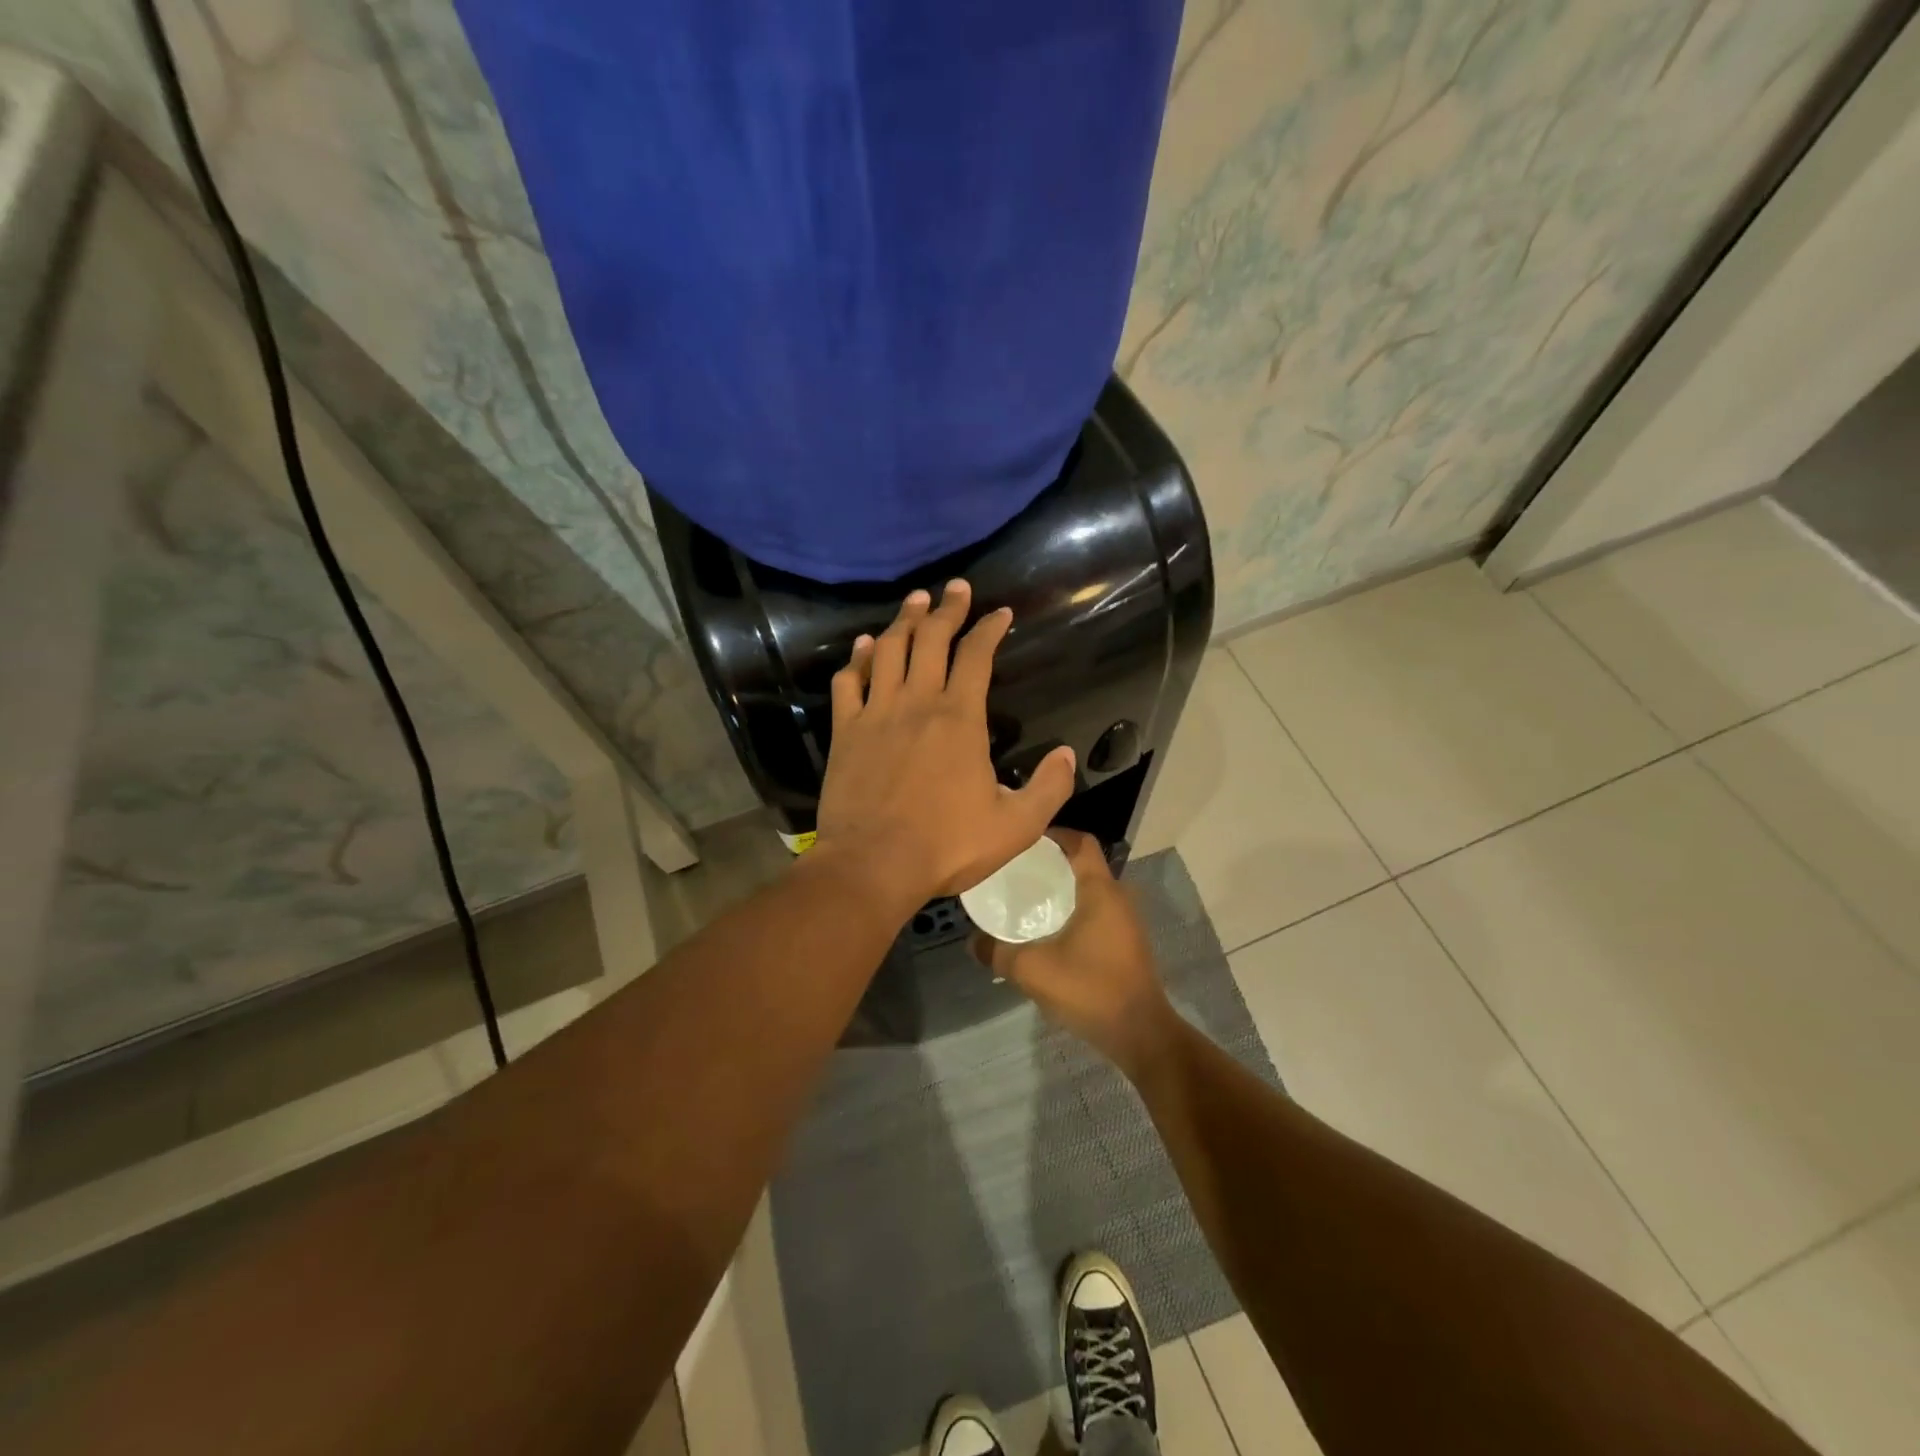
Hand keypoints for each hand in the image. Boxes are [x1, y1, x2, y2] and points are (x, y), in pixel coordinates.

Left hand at [814, 580, 1076, 910]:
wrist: (873, 865)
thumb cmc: (947, 846)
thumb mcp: (1017, 826)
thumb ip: (1049, 788)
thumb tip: (1068, 755)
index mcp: (960, 718)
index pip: (977, 656)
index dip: (989, 628)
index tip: (1000, 613)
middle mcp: (917, 702)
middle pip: (931, 639)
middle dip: (947, 608)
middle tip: (955, 587)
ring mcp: (876, 713)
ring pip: (889, 650)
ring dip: (904, 620)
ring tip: (915, 600)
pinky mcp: (846, 731)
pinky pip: (849, 682)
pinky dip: (858, 658)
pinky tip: (865, 646)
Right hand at [970, 829, 1176, 1077]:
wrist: (1141, 1034)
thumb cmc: (1089, 989)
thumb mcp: (1033, 970)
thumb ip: (998, 952)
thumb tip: (972, 942)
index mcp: (1100, 890)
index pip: (1080, 842)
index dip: (1054, 834)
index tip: (1025, 841)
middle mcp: (1118, 897)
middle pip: (1084, 864)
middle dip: (1052, 863)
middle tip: (1018, 871)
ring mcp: (1127, 921)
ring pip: (1091, 890)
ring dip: (1064, 888)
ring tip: (1030, 898)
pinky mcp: (1128, 942)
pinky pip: (1098, 911)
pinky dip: (1075, 909)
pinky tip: (1051, 929)